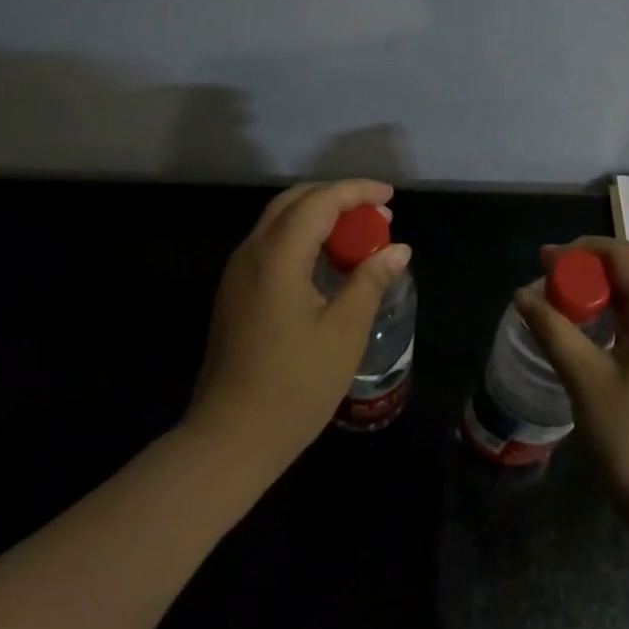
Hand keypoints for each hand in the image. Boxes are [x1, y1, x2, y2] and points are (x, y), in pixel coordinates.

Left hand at [184, 179, 411, 476]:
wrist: (231, 436)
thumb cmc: (295, 385)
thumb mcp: (344, 332)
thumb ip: (369, 281)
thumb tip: (397, 249)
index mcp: (277, 256)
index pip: (320, 202)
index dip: (357, 192)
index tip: (390, 198)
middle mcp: (251, 253)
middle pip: (294, 202)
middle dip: (337, 199)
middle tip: (377, 215)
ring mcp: (237, 273)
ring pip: (279, 223)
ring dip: (319, 218)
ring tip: (358, 235)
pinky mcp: (235, 294)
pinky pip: (271, 246)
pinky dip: (302, 239)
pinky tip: (327, 262)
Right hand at [515, 236, 628, 531]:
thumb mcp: (585, 379)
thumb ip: (552, 329)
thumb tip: (521, 295)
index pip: (624, 256)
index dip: (582, 250)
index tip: (544, 260)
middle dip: (587, 271)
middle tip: (546, 285)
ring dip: (600, 295)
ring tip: (560, 307)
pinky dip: (616, 318)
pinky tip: (589, 336)